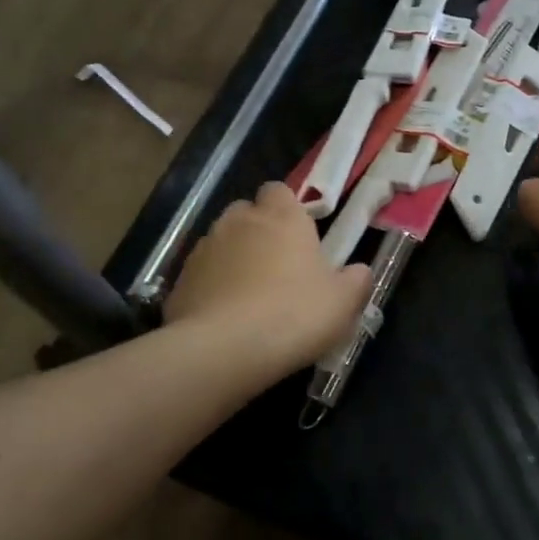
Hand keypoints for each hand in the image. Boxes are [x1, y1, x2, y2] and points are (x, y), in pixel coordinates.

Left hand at [165, 182, 371, 372]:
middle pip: (247, 212)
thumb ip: (356, 281)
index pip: (280, 190)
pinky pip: (202, 273)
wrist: (223, 349)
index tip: (300, 235)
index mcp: (282, 218)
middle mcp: (240, 222)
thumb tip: (359, 271)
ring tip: (249, 294)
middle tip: (277, 266)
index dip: (288, 208)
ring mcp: (205, 248)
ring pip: (222, 241)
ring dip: (234, 257)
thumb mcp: (343, 303)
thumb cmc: (294, 315)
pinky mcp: (180, 278)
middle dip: (259, 230)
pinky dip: (212, 285)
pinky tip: (224, 315)